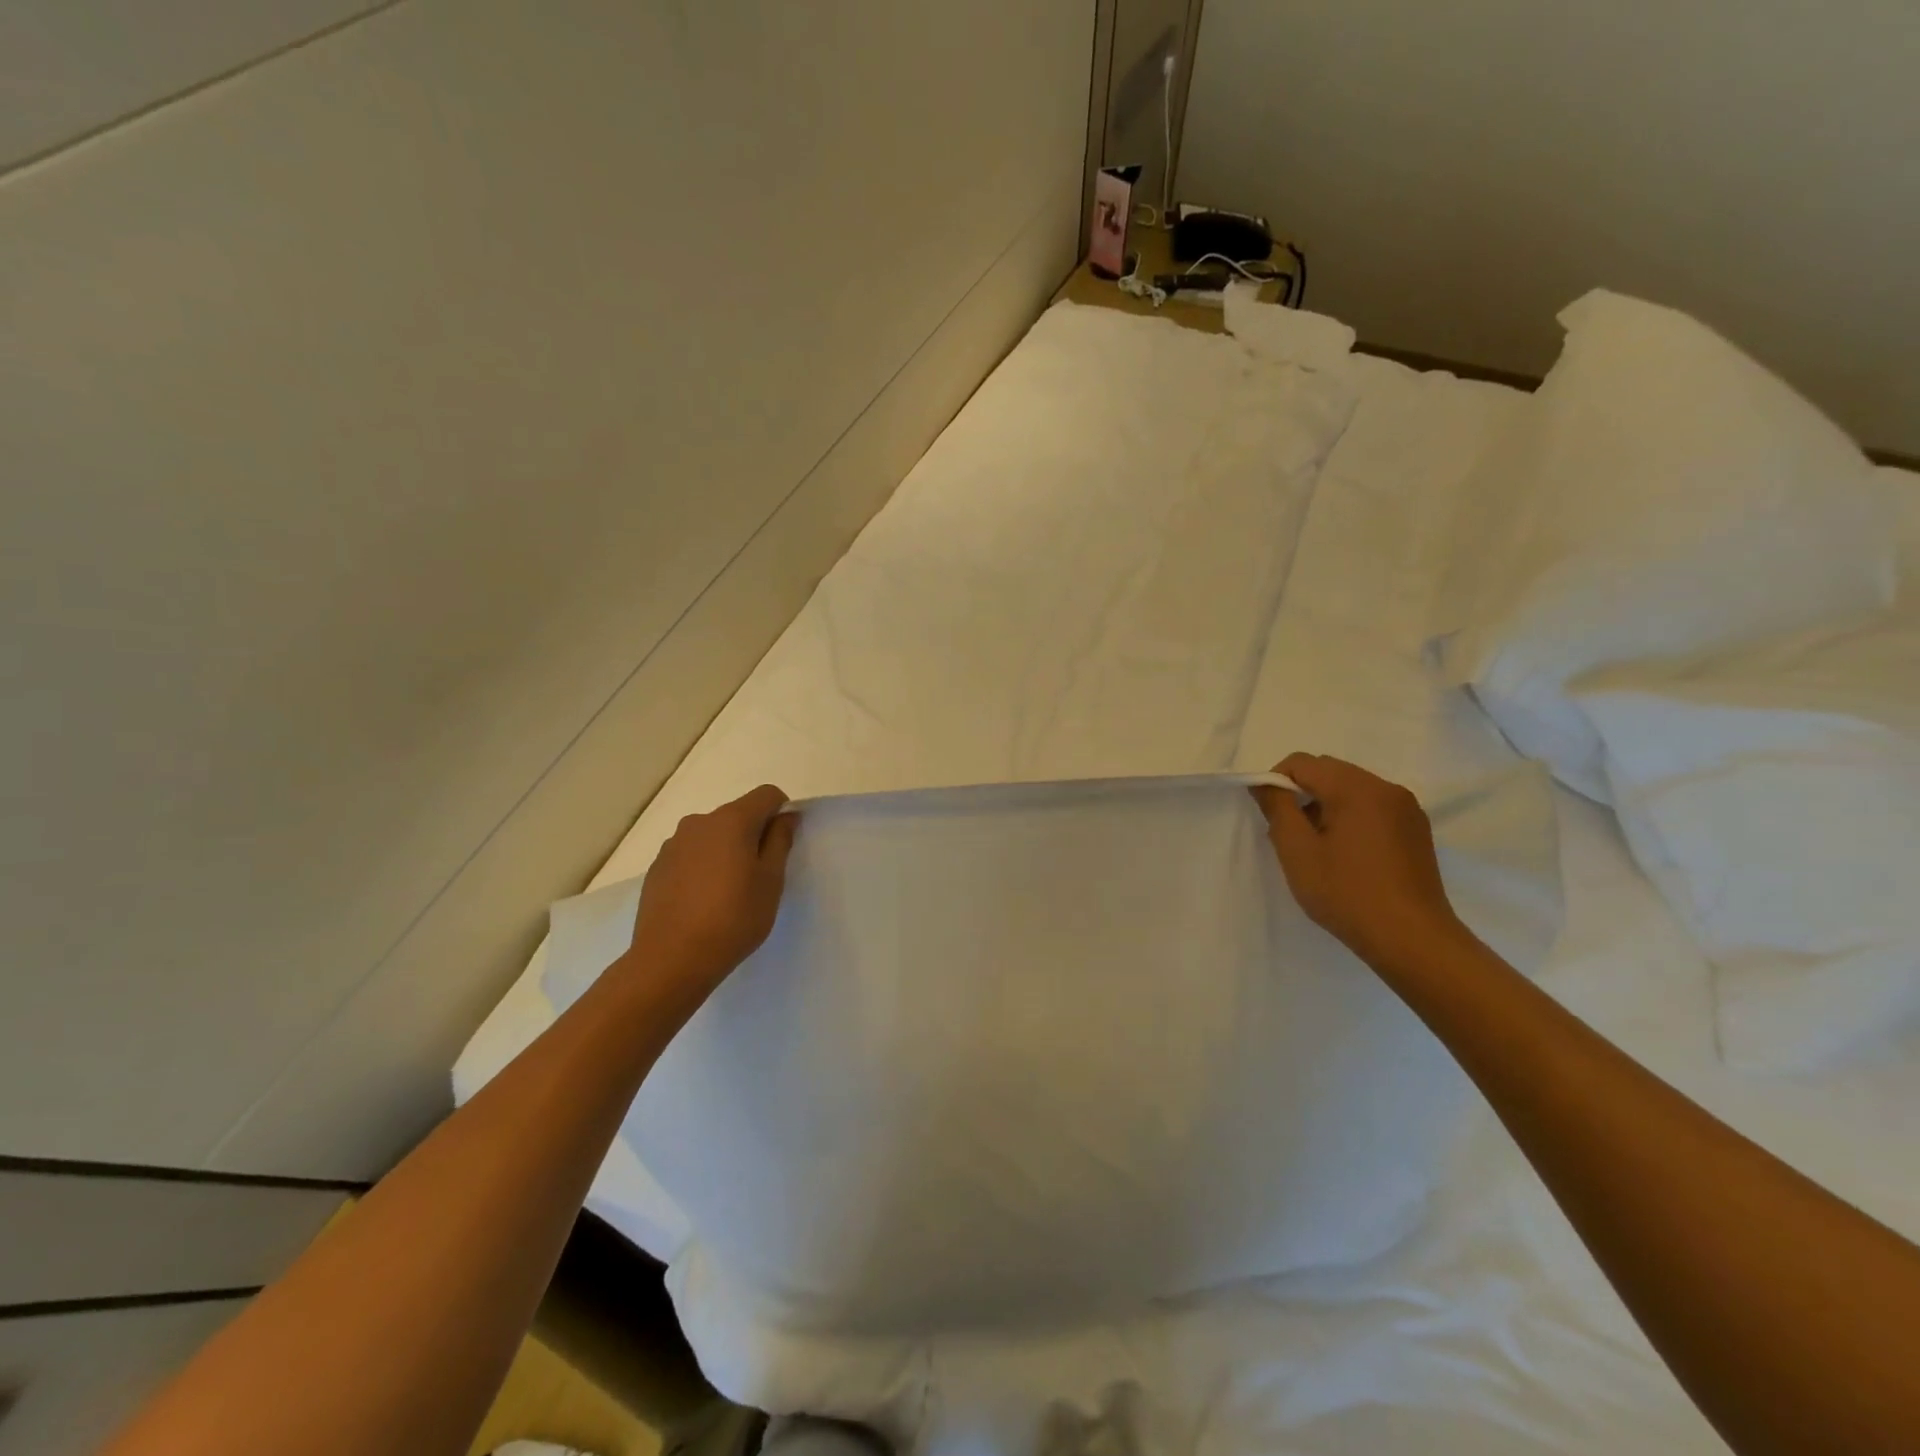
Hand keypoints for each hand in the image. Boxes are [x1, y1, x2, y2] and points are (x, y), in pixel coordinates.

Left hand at [625, 784, 797, 996]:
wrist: (670, 961)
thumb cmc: (733, 918)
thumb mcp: (770, 881)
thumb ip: (780, 841)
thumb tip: (785, 816)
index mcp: (731, 820)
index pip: (767, 794)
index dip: (781, 812)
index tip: (783, 845)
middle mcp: (699, 822)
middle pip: (737, 814)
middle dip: (753, 835)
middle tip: (760, 875)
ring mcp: (673, 845)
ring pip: (712, 836)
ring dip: (726, 851)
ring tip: (729, 892)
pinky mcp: (657, 868)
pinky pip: (690, 855)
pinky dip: (703, 867)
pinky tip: (703, 902)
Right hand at [1252, 753, 1467, 970]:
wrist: (1412, 940)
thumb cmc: (1347, 893)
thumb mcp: (1297, 851)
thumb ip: (1277, 808)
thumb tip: (1265, 783)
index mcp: (1356, 787)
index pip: (1302, 762)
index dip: (1276, 782)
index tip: (1270, 817)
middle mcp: (1386, 788)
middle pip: (1329, 771)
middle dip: (1302, 794)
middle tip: (1291, 835)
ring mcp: (1407, 809)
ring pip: (1351, 789)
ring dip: (1326, 807)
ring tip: (1319, 848)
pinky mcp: (1417, 830)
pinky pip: (1373, 808)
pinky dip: (1351, 818)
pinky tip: (1347, 856)